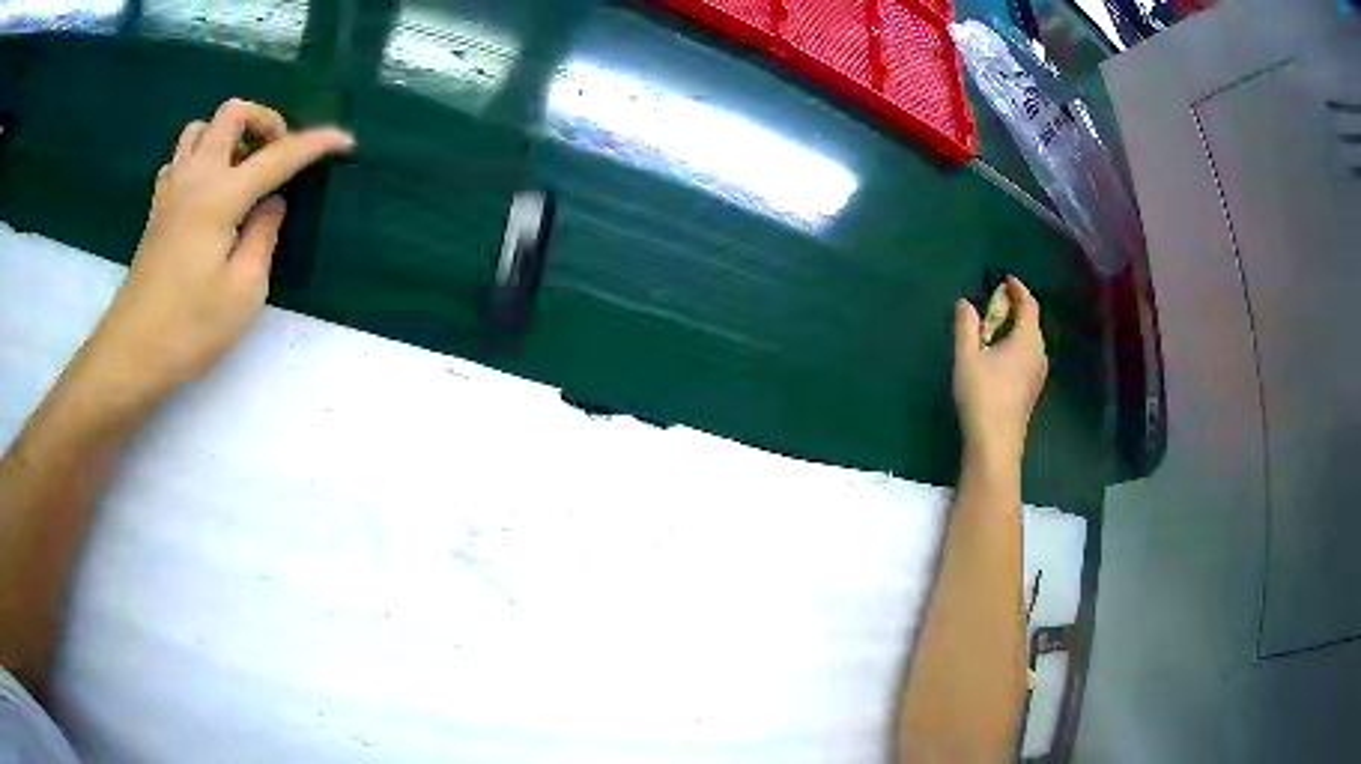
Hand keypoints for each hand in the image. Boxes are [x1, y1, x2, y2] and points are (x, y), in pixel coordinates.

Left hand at [81, 99, 353, 405]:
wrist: (132, 353)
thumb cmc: (190, 328)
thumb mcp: (243, 291)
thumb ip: (263, 235)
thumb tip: (272, 202)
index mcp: (220, 195)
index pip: (277, 155)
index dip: (315, 144)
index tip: (344, 141)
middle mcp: (194, 177)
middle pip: (232, 114)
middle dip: (264, 121)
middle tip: (276, 155)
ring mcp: (171, 190)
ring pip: (201, 128)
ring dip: (227, 135)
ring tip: (241, 169)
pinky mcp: (157, 209)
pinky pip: (181, 157)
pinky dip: (201, 157)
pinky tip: (208, 190)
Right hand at [952, 277, 1048, 472]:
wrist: (995, 444)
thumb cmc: (982, 396)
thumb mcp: (967, 357)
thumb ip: (966, 326)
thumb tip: (966, 303)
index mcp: (1027, 340)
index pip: (1028, 304)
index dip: (1018, 289)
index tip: (1005, 280)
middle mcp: (1039, 353)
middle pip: (1031, 322)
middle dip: (1014, 308)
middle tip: (993, 302)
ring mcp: (1038, 374)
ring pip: (1029, 340)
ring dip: (1013, 328)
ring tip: (992, 327)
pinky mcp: (1032, 389)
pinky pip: (1027, 356)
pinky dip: (1015, 345)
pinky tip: (998, 355)